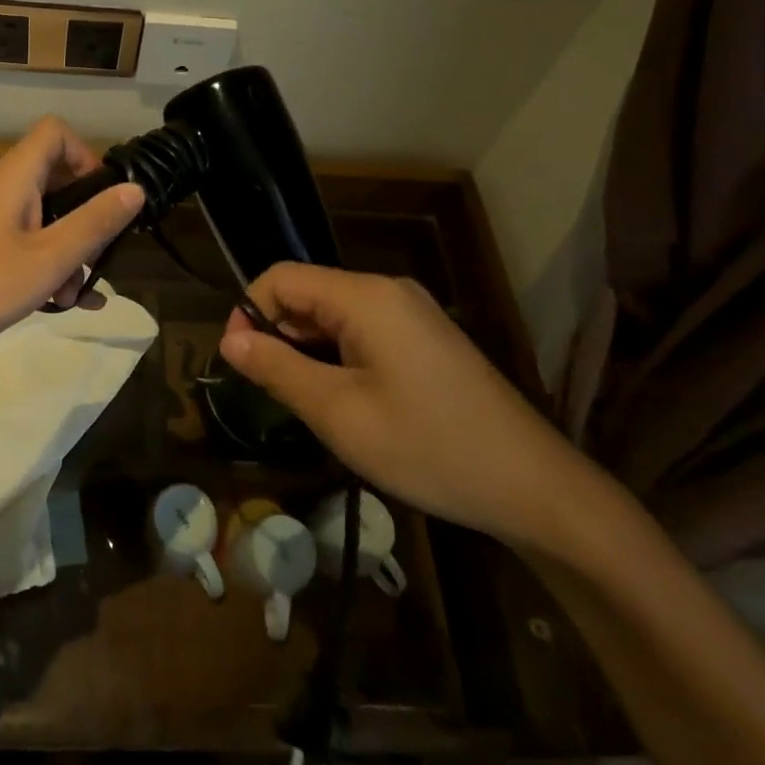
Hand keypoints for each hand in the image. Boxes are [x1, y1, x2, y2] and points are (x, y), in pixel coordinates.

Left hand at [0, 117, 144, 358]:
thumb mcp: (47, 259)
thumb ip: (93, 223)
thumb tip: (135, 189)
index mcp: (14, 179)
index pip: (54, 132)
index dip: (86, 155)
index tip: (103, 199)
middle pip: (52, 181)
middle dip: (82, 221)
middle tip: (95, 261)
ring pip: (37, 219)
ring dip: (63, 253)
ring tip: (72, 298)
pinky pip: (17, 244)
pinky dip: (40, 266)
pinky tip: (56, 305)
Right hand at [218, 264, 590, 545]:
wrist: (534, 487)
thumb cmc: (429, 447)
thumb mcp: (339, 413)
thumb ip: (278, 369)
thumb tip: (229, 340)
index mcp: (365, 296)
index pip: (281, 278)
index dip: (248, 312)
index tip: (240, 364)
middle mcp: (387, 291)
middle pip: (308, 293)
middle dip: (278, 335)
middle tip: (273, 395)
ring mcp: (411, 313)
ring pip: (333, 316)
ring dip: (307, 351)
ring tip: (310, 405)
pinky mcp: (425, 338)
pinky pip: (362, 331)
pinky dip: (338, 358)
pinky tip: (347, 402)